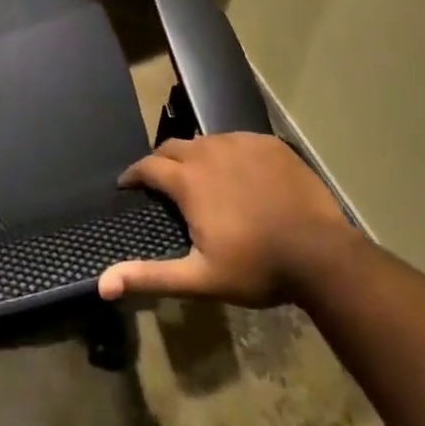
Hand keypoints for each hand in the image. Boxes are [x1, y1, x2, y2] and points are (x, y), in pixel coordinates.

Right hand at [99, 134, 352, 307]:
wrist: (322, 255)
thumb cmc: (257, 267)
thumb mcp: (200, 278)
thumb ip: (150, 276)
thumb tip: (101, 284)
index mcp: (189, 180)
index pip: (147, 166)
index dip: (133, 175)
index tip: (127, 186)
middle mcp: (210, 151)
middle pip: (173, 147)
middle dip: (161, 162)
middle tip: (161, 184)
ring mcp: (242, 144)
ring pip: (205, 141)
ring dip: (194, 157)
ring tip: (199, 179)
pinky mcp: (269, 144)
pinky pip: (237, 141)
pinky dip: (227, 154)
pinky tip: (237, 174)